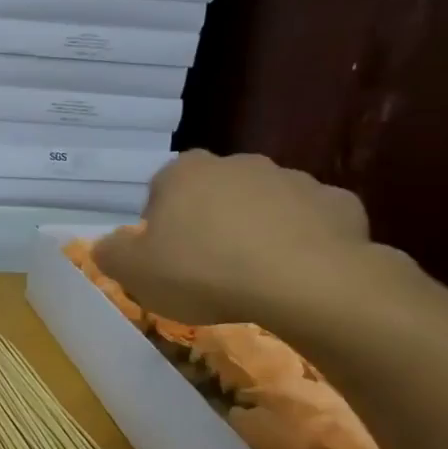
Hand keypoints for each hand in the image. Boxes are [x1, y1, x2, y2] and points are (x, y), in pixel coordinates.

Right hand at [94, 152, 380, 326]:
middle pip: (214, 192)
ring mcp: (293, 180)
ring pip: (264, 204)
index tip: (165, 254)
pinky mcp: (339, 204)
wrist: (307, 284)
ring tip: (253, 275)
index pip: (161, 187)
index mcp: (185, 172)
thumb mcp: (134, 272)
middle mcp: (238, 164)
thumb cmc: (204, 272)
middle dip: (209, 220)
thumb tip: (108, 245)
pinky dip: (301, 241)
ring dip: (256, 229)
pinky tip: (295, 273)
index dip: (160, 221)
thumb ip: (111, 253)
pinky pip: (310, 222)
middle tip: (206, 265)